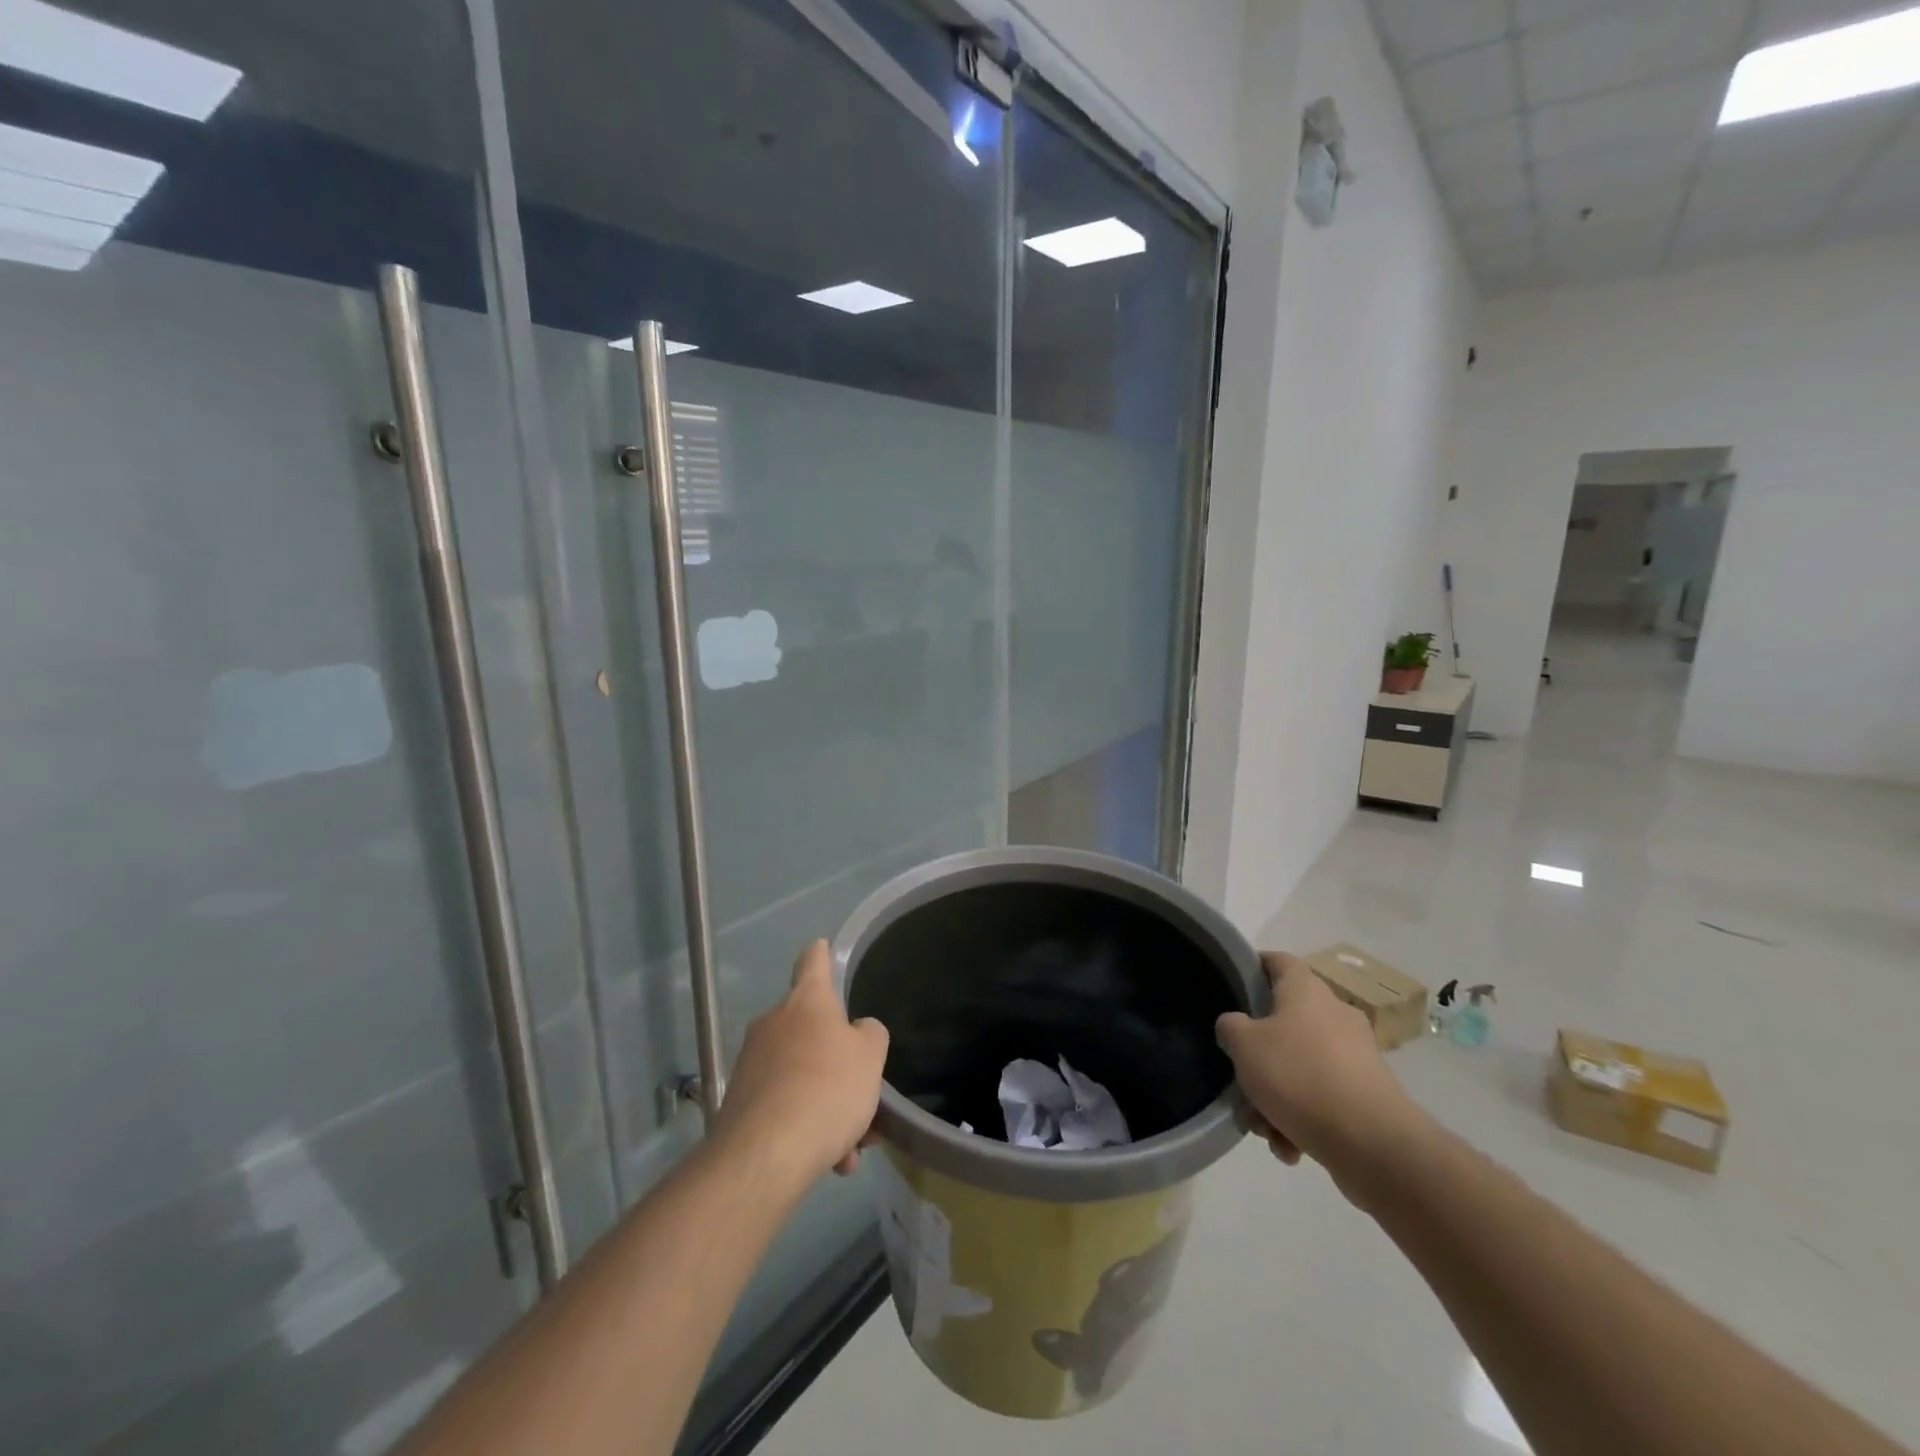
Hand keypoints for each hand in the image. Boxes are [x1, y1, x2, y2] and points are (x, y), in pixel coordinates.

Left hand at [714, 941, 889, 1185]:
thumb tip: (855, 1033)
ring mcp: (751, 1063)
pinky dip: (807, 1128)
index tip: (822, 946)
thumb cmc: (827, 1089)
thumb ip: (869, 1035)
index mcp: (806, 1001)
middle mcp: (773, 1023)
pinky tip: (829, 1162)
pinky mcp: (739, 1103)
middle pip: (811, 1030)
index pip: (813, 962)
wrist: (764, 1155)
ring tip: (852, 1148)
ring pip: (801, 1076)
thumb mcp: (871, 1057)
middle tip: (862, 1093)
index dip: (821, 954)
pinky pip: (785, 1107)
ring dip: (827, 1105)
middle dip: (837, 1062)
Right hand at [1215, 952, 1428, 1194]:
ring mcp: (1354, 1056)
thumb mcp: (1244, 1045)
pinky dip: (1302, 1119)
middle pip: (1284, 1023)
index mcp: (1306, 991)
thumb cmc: (1299, 1076)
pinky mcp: (1367, 1095)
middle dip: (1258, 1058)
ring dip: (1276, 1097)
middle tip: (1240, 1081)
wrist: (1373, 1143)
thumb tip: (1236, 1026)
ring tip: (1264, 1129)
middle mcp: (1334, 1014)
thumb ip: (1230, 1027)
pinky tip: (1290, 1147)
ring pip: (1300, 1067)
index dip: (1254, 967)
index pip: (1278, 961)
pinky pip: (1322, 1098)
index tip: (1233, 985)